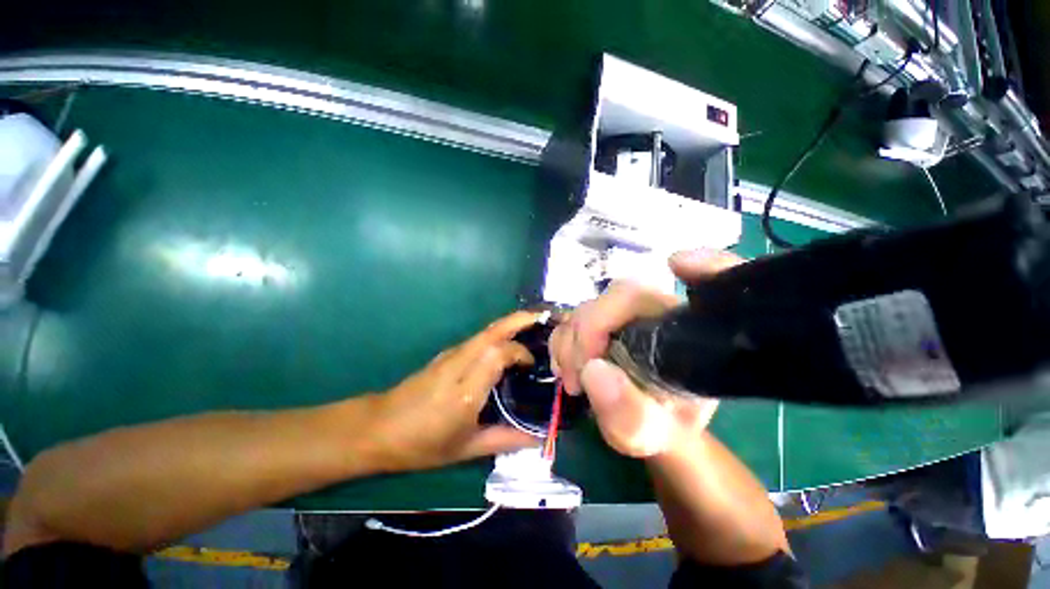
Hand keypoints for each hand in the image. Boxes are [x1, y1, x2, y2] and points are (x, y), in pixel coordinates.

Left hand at [369, 311, 542, 472]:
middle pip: (492, 332)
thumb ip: (504, 440)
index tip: (532, 365)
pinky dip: (497, 334)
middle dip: (519, 320)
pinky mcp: (446, 354)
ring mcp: (450, 356)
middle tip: (541, 318)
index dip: (520, 352)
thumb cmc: (422, 444)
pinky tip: (506, 344)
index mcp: (465, 391)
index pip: (498, 354)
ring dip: (509, 325)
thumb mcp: (466, 449)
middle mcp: (459, 365)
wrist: (379, 428)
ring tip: (530, 327)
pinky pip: (478, 339)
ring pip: (484, 331)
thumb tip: (537, 440)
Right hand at [549, 249, 741, 457]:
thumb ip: (631, 417)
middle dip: (588, 333)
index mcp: (687, 334)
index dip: (706, 265)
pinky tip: (566, 368)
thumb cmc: (658, 428)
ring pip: (589, 305)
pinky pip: (573, 318)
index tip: (679, 265)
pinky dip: (562, 341)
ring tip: (571, 381)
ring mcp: (626, 314)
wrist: (642, 424)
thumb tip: (593, 371)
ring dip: (570, 342)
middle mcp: (659, 314)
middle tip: (577, 379)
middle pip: (620, 295)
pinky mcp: (600, 320)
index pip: (707, 285)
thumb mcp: (650, 436)